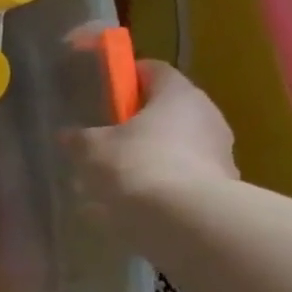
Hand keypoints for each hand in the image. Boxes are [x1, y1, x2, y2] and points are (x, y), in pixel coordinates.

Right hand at [67, 61, 236, 235]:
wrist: (186, 221)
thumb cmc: (136, 166)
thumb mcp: (91, 149)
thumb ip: (79, 138)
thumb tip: (69, 136)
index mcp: (178, 95)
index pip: (154, 70)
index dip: (128, 76)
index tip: (106, 90)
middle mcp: (207, 116)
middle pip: (167, 111)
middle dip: (136, 125)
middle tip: (106, 140)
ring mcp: (220, 154)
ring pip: (175, 147)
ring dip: (149, 158)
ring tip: (114, 182)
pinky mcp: (222, 188)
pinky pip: (183, 179)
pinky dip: (160, 187)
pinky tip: (133, 207)